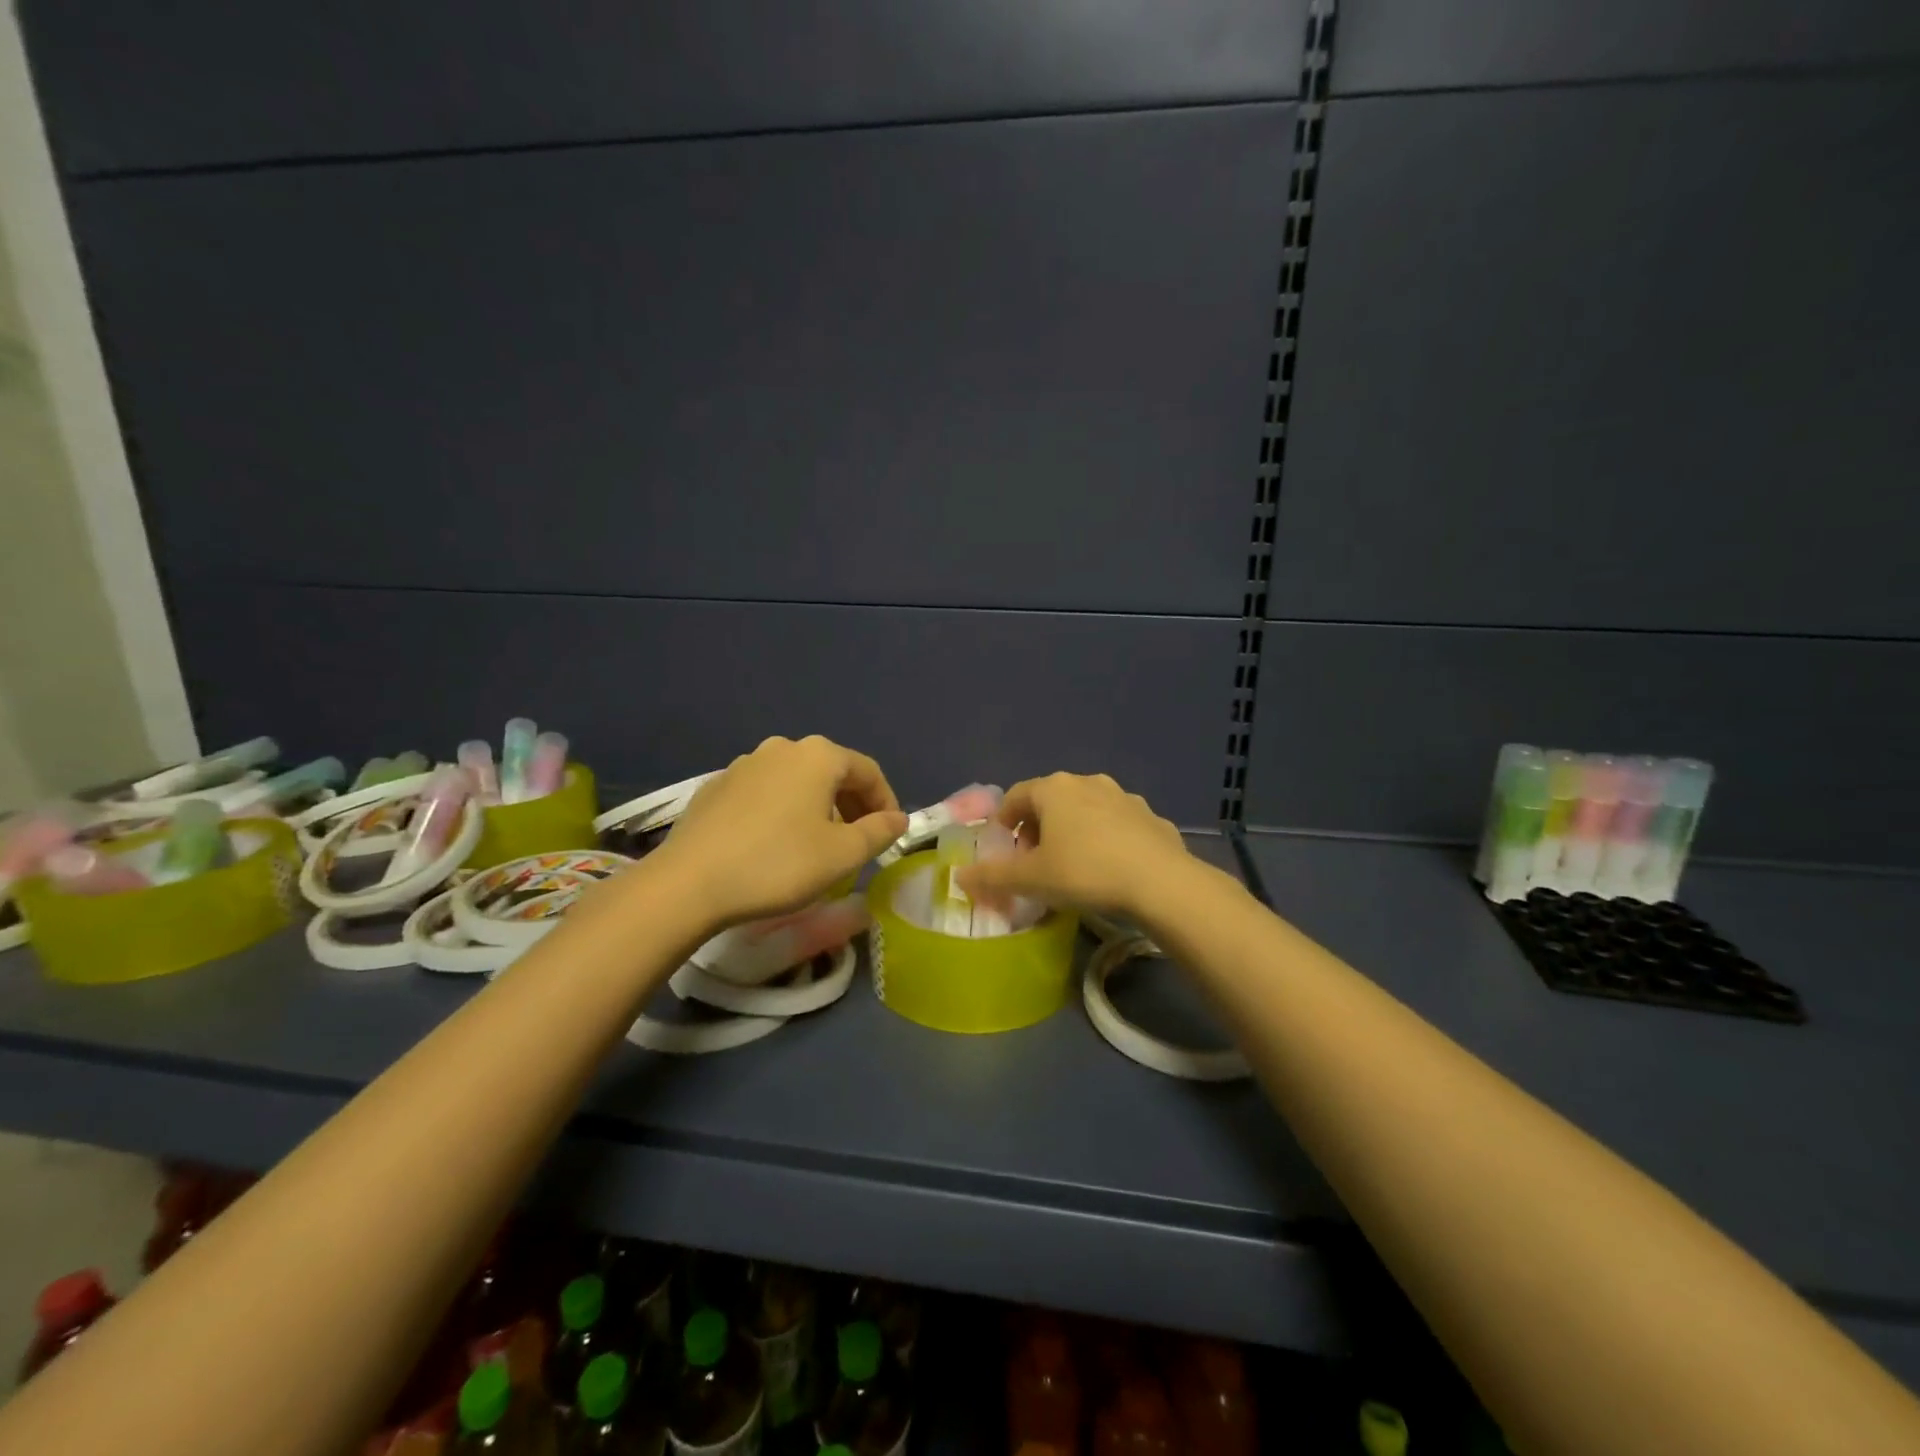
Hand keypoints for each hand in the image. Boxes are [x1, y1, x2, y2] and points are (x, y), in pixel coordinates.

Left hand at [654, 735, 907, 928]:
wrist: (689, 882)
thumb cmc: (778, 864)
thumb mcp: (842, 854)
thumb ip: (878, 832)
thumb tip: (899, 818)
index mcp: (818, 756)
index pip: (868, 772)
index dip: (886, 803)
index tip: (889, 835)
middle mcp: (782, 748)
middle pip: (831, 772)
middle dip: (851, 805)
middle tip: (857, 842)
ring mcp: (744, 764)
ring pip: (796, 782)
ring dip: (816, 808)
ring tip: (817, 844)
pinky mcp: (716, 786)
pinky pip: (765, 793)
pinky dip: (782, 811)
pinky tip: (774, 844)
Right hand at [955, 772, 1193, 920]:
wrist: (1160, 882)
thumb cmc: (1084, 872)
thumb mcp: (1031, 880)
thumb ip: (992, 876)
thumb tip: (960, 876)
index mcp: (1054, 789)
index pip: (1016, 796)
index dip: (1004, 822)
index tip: (1004, 849)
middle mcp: (1088, 782)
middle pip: (1051, 800)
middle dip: (1038, 827)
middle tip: (1035, 860)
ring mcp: (1124, 797)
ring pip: (1087, 810)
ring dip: (1074, 831)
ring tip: (1073, 865)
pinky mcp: (1152, 817)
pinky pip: (1118, 826)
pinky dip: (1107, 840)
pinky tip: (1110, 869)